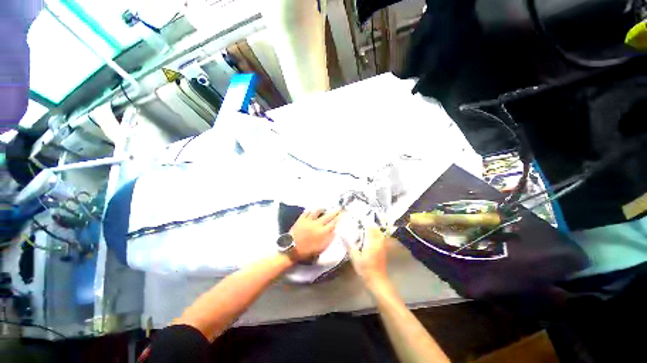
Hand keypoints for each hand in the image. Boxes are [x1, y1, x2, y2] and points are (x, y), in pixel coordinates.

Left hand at [289, 209, 341, 261]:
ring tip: (325, 208)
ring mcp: (309, 220)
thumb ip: (329, 239)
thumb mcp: (321, 248)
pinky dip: (311, 210)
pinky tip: (312, 209)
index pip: (333, 223)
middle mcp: (317, 224)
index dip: (338, 218)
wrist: (292, 249)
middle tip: (339, 207)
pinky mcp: (301, 219)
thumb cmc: (307, 251)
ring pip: (317, 211)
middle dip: (335, 211)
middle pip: (328, 216)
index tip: (342, 214)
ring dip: (322, 209)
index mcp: (323, 232)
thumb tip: (335, 231)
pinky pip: (307, 212)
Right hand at [348, 227, 388, 286]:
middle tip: (361, 222)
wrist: (377, 280)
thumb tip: (343, 236)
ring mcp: (382, 246)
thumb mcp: (355, 258)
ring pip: (379, 233)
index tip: (358, 218)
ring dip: (373, 229)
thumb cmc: (365, 269)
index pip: (369, 228)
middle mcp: (378, 242)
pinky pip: (380, 238)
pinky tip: (370, 237)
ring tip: (365, 227)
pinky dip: (376, 234)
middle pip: (375, 229)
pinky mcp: (383, 250)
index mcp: (371, 242)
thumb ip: (350, 246)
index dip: (364, 222)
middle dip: (369, 224)